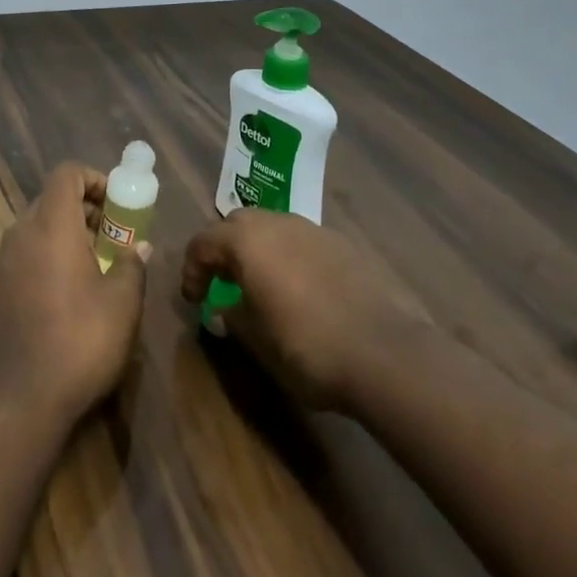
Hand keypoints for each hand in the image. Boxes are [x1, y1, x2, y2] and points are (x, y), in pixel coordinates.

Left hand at [0, 161, 148, 425]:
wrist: (19, 401)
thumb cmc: (79, 342)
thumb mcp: (122, 304)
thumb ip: (131, 265)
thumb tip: (138, 247)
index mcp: (51, 225)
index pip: (67, 173)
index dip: (94, 178)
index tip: (116, 205)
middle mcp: (20, 234)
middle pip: (50, 199)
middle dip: (83, 210)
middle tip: (111, 237)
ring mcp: (1, 263)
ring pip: (35, 229)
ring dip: (65, 235)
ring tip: (93, 267)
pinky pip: (23, 256)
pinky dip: (46, 258)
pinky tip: (65, 296)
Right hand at [180, 211, 433, 411]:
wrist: (384, 353)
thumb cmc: (306, 347)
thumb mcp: (256, 341)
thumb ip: (232, 318)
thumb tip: (222, 310)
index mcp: (245, 241)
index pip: (202, 242)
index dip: (192, 270)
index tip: (194, 299)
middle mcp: (276, 223)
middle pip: (237, 225)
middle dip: (224, 250)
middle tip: (224, 283)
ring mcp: (312, 229)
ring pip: (272, 228)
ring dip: (259, 251)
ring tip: (263, 286)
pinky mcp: (343, 244)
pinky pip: (302, 242)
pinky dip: (291, 258)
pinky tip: (302, 292)